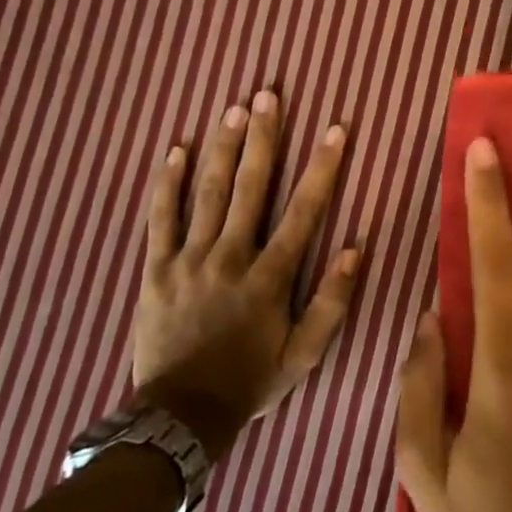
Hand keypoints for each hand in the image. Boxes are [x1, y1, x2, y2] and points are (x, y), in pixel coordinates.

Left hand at [131, 90, 359, 460]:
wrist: (180, 416)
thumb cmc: (251, 382)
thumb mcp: (305, 355)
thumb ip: (332, 302)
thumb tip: (355, 249)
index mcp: (270, 278)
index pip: (303, 212)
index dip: (322, 169)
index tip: (335, 130)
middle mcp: (230, 257)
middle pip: (249, 188)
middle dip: (262, 138)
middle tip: (268, 95)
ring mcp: (188, 260)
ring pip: (206, 193)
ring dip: (222, 148)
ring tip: (233, 109)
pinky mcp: (156, 269)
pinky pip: (159, 219)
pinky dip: (167, 183)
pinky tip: (175, 150)